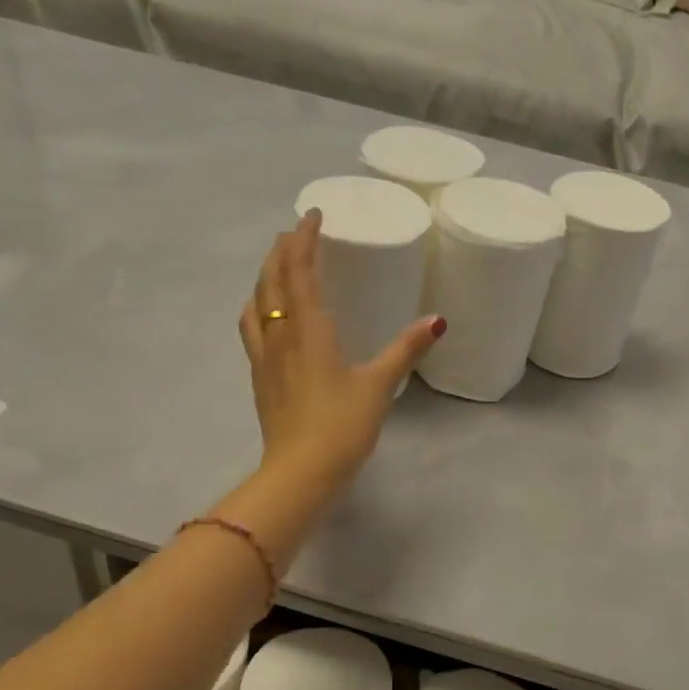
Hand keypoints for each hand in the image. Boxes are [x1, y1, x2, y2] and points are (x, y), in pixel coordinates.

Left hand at [238, 210, 443, 487]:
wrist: (299, 473)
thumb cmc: (341, 426)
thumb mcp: (379, 385)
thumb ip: (405, 349)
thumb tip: (437, 320)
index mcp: (308, 329)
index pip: (299, 271)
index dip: (303, 239)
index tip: (312, 215)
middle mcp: (279, 335)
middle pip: (271, 280)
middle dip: (282, 251)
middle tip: (296, 233)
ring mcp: (264, 357)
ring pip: (255, 302)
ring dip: (265, 276)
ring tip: (278, 267)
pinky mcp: (260, 378)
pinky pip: (251, 329)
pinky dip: (257, 307)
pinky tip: (265, 316)